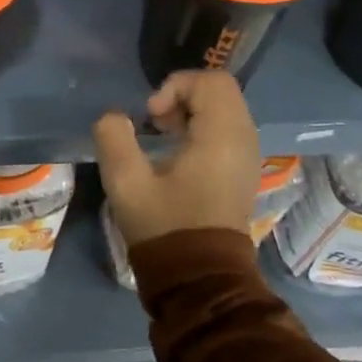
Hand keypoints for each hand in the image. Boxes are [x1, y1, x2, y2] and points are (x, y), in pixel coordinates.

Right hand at [92, 71, 260, 249]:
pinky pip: (226, 129)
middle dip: (182, 96)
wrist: (202, 280)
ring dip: (191, 112)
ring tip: (162, 137)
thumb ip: (114, 138)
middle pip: (219, 90)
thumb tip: (114, 118)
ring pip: (223, 109)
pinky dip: (202, 128)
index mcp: (221, 137)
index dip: (175, 87)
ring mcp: (247, 156)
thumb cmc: (166, 227)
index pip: (210, 81)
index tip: (151, 116)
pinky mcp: (242, 171)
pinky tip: (177, 154)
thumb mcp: (127, 183)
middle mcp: (244, 139)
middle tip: (156, 123)